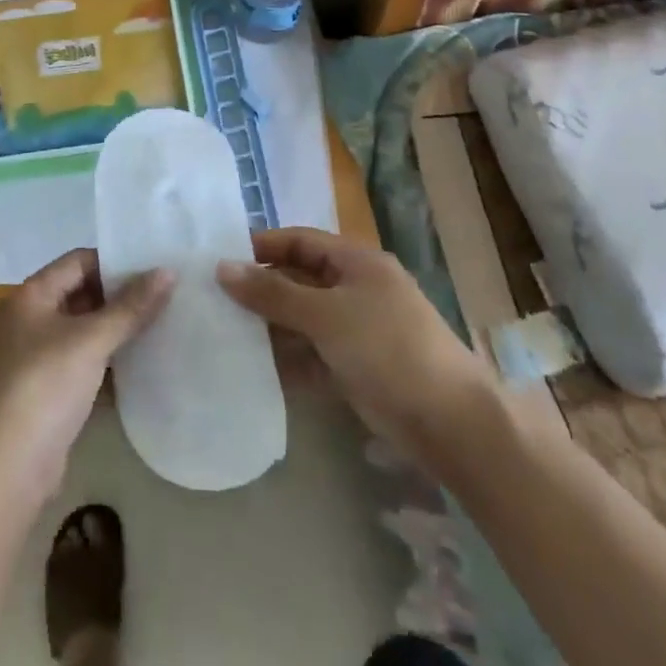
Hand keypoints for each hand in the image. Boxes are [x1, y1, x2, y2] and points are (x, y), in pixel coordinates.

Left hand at [0, 248, 172, 507]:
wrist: (6, 471)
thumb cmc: (44, 388)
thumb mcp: (91, 341)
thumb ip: (131, 307)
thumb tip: (168, 271)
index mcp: (29, 296)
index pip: (77, 261)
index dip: (114, 261)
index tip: (154, 265)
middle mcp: (28, 320)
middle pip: (80, 293)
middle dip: (119, 295)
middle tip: (165, 294)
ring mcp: (34, 358)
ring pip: (82, 330)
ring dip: (115, 329)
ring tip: (162, 323)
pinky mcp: (45, 392)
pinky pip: (81, 363)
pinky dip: (107, 360)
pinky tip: (141, 363)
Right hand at [217, 228, 487, 460]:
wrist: (451, 424)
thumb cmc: (388, 350)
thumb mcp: (326, 315)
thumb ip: (273, 293)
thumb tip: (222, 267)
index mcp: (357, 262)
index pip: (300, 241)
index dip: (262, 246)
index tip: (220, 260)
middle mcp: (357, 289)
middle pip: (299, 280)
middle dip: (261, 290)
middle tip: (213, 301)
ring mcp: (358, 331)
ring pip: (303, 320)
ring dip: (270, 327)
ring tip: (224, 335)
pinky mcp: (357, 368)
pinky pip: (313, 355)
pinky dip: (288, 361)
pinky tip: (254, 371)